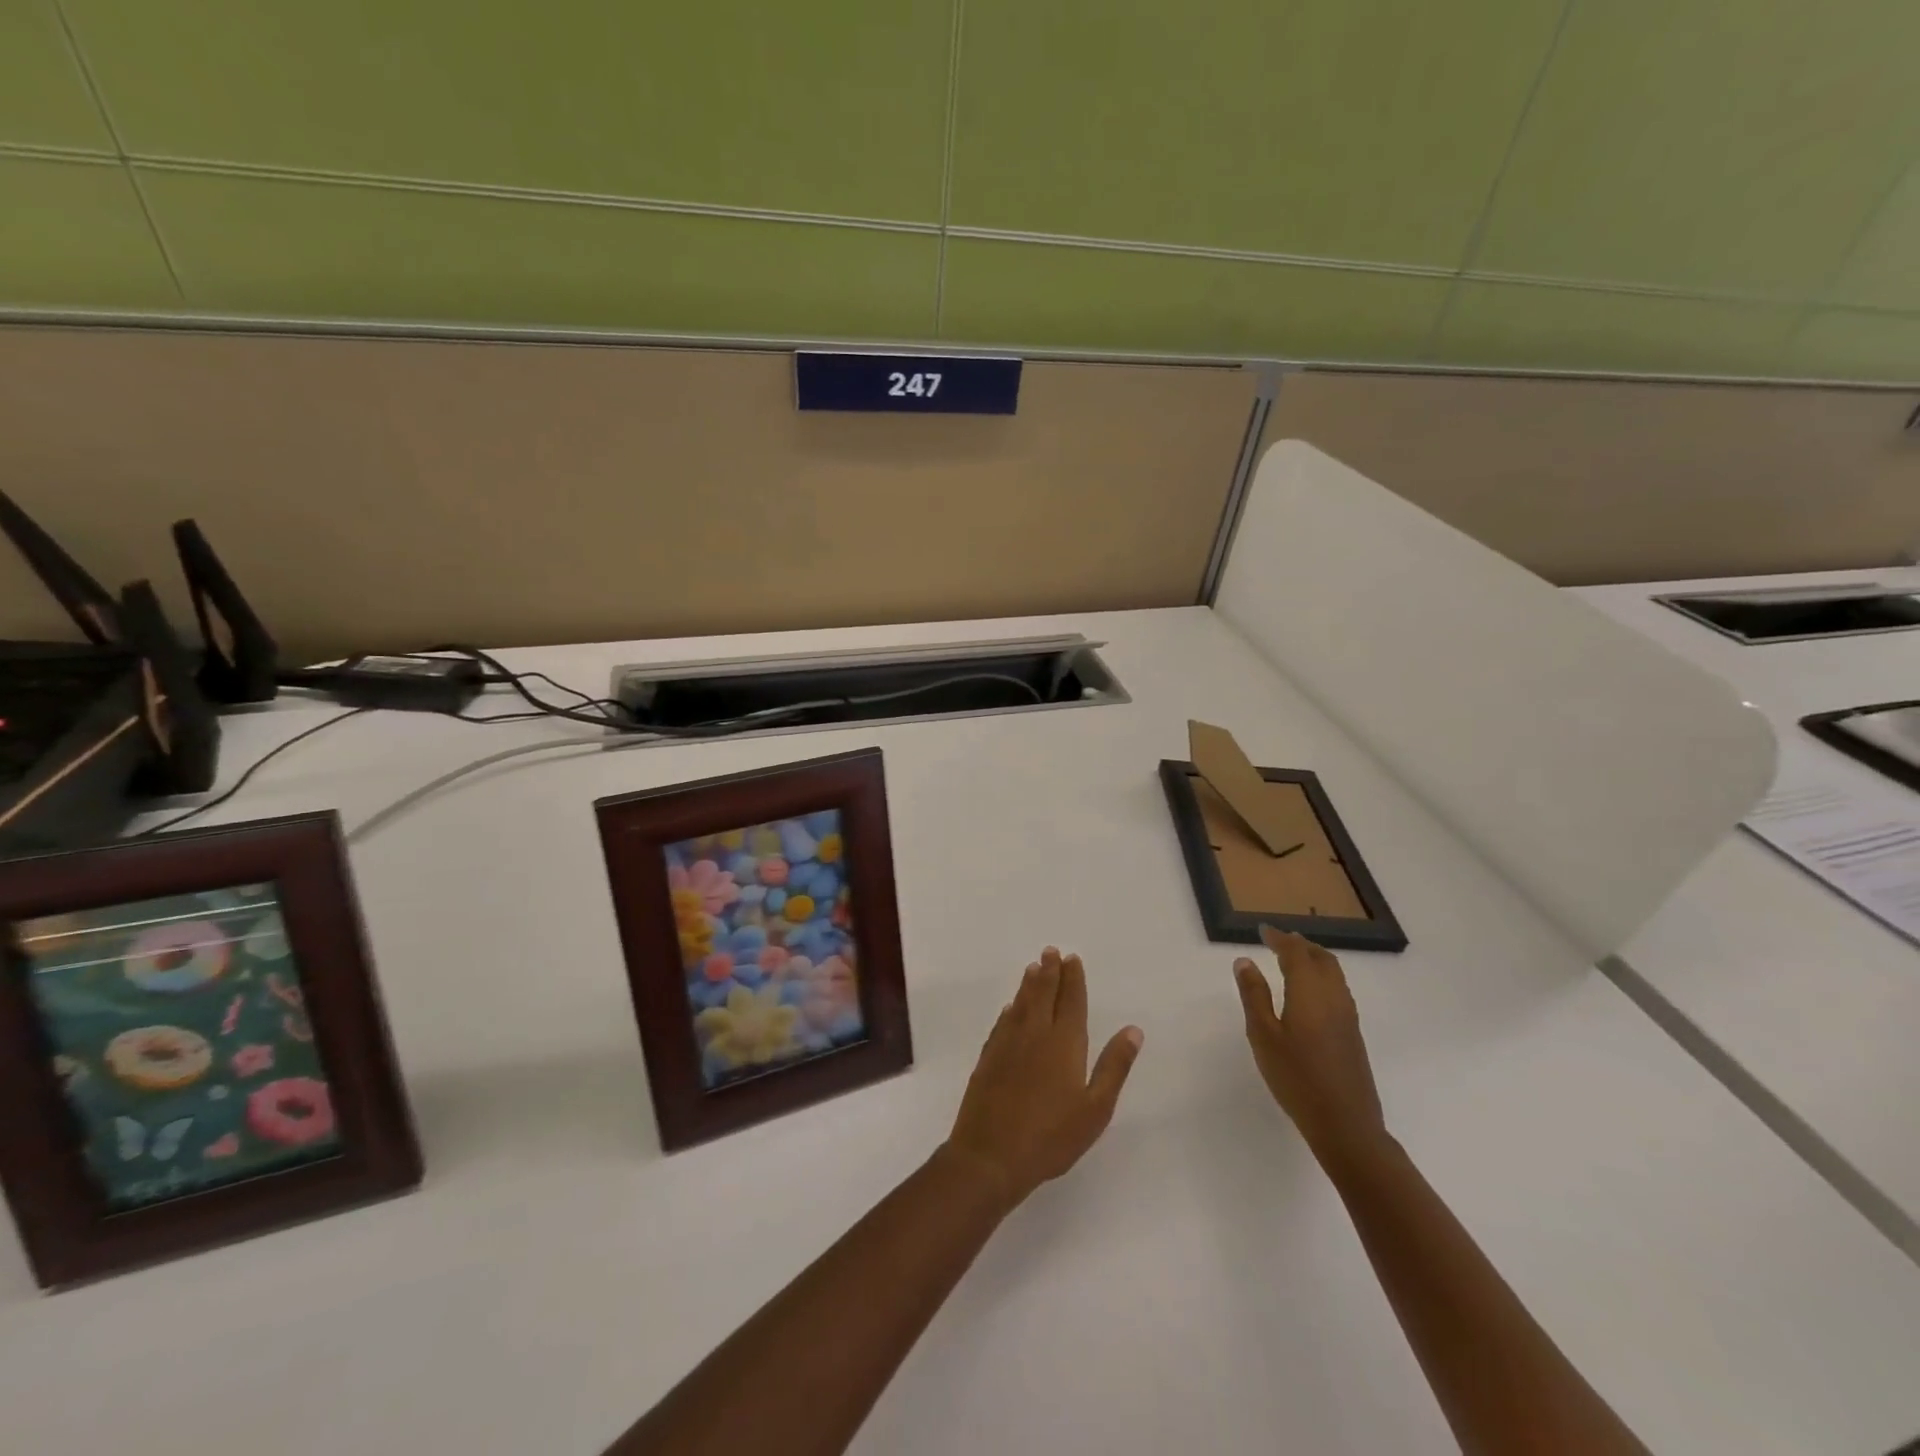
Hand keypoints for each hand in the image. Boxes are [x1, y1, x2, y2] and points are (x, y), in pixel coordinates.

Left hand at [944, 947, 1143, 1209]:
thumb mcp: (1095, 1108)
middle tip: (1051, 951)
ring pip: (1021, 1004)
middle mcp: (1034, 1034)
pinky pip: (1002, 1023)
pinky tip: (1010, 1008)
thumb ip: (1114, 1066)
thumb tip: (1133, 1030)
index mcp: (1064, 1043)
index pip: (1071, 1001)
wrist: (991, 1155)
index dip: (1073, 979)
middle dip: (1050, 971)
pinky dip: (1010, 1010)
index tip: (1072, 958)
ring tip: (1033, 967)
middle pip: (1043, 994)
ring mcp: (1007, 1044)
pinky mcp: (988, 1057)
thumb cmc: (1051, 1136)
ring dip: (1028, 983)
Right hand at [1235, 926, 1387, 1166]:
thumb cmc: (1296, 1077)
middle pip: (1322, 958)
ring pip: (1334, 974)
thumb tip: (1245, 961)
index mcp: (1310, 992)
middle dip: (1300, 944)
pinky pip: (1338, 989)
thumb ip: (1254, 995)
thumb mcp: (1263, 1035)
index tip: (1262, 930)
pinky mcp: (1353, 1034)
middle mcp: (1334, 997)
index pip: (1296, 953)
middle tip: (1278, 940)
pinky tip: (1309, 992)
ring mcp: (1348, 1016)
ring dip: (1314, 959)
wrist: (1345, 1124)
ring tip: (1293, 959)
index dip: (1279, 938)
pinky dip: (1322, 977)